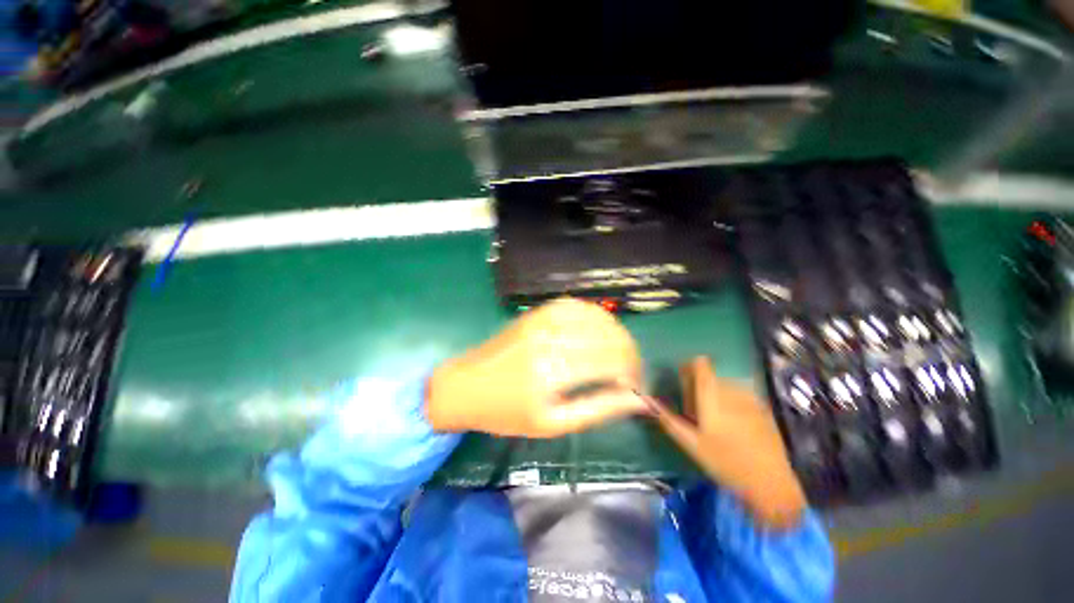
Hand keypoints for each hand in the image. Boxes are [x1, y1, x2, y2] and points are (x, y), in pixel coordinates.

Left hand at [426, 298, 646, 437]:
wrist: (466, 385)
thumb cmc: (507, 412)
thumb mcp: (552, 424)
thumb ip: (597, 409)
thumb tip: (636, 400)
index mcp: (553, 372)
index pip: (612, 363)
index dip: (633, 374)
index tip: (637, 387)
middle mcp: (550, 339)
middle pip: (609, 337)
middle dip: (630, 354)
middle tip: (631, 371)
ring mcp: (542, 321)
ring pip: (596, 317)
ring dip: (616, 333)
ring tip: (620, 351)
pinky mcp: (536, 313)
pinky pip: (575, 305)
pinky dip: (595, 316)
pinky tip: (600, 329)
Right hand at [650, 357, 806, 529]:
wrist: (771, 483)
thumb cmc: (725, 462)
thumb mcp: (691, 443)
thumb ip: (668, 419)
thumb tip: (648, 401)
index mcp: (711, 394)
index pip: (700, 364)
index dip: (690, 367)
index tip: (683, 381)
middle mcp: (731, 389)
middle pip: (711, 376)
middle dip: (700, 387)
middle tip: (696, 411)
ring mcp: (751, 398)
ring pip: (726, 385)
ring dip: (717, 394)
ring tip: (715, 419)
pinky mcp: (763, 408)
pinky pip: (741, 395)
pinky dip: (733, 402)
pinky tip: (735, 425)